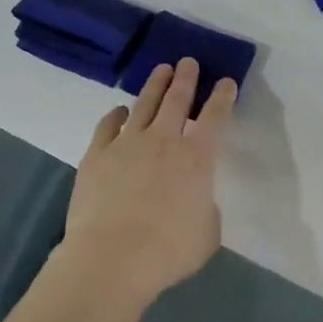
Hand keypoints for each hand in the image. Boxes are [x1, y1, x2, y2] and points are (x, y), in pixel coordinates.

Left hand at [60, 58, 236, 306]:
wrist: (111, 259)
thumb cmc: (168, 251)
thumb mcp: (207, 233)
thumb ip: (205, 208)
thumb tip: (195, 199)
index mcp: (197, 159)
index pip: (215, 118)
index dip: (223, 97)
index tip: (226, 81)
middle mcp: (164, 142)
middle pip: (177, 100)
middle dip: (186, 78)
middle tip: (188, 62)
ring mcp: (127, 145)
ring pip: (144, 105)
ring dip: (155, 86)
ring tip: (161, 70)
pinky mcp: (96, 156)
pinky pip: (108, 126)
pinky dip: (116, 115)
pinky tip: (119, 111)